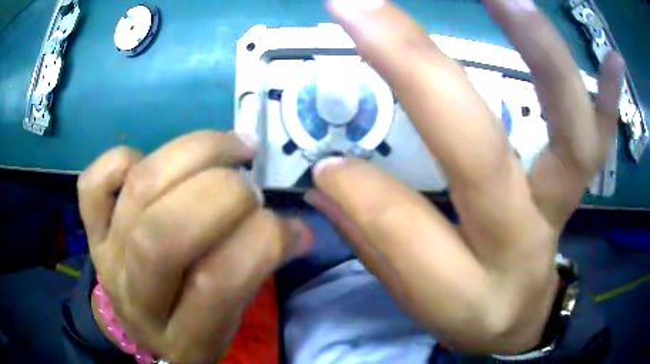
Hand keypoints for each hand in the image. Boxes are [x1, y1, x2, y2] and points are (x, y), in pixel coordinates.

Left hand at [78, 131, 311, 362]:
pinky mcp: (91, 231)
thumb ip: (257, 273)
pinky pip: (94, 183)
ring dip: (196, 153)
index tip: (292, 226)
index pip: (217, 284)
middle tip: (251, 183)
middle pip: (166, 231)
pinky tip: (157, 159)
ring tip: (232, 148)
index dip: (263, 241)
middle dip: (223, 192)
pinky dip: (125, 158)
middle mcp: (135, 297)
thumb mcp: (230, 319)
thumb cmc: (192, 323)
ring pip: (140, 189)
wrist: (140, 324)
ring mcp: (105, 257)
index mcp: (182, 337)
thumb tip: (297, 229)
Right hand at [307, 0, 624, 353]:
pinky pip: (603, 140)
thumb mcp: (415, 300)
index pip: (404, 230)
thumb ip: (375, 238)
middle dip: (415, 67)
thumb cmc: (465, 314)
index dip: (357, 187)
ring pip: (567, 132)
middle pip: (481, 153)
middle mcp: (521, 245)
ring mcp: (561, 209)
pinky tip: (613, 57)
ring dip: (540, 53)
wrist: (518, 322)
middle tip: (366, 5)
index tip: (326, 155)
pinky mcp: (580, 190)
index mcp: (465, 290)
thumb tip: (330, 175)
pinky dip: (610, 97)